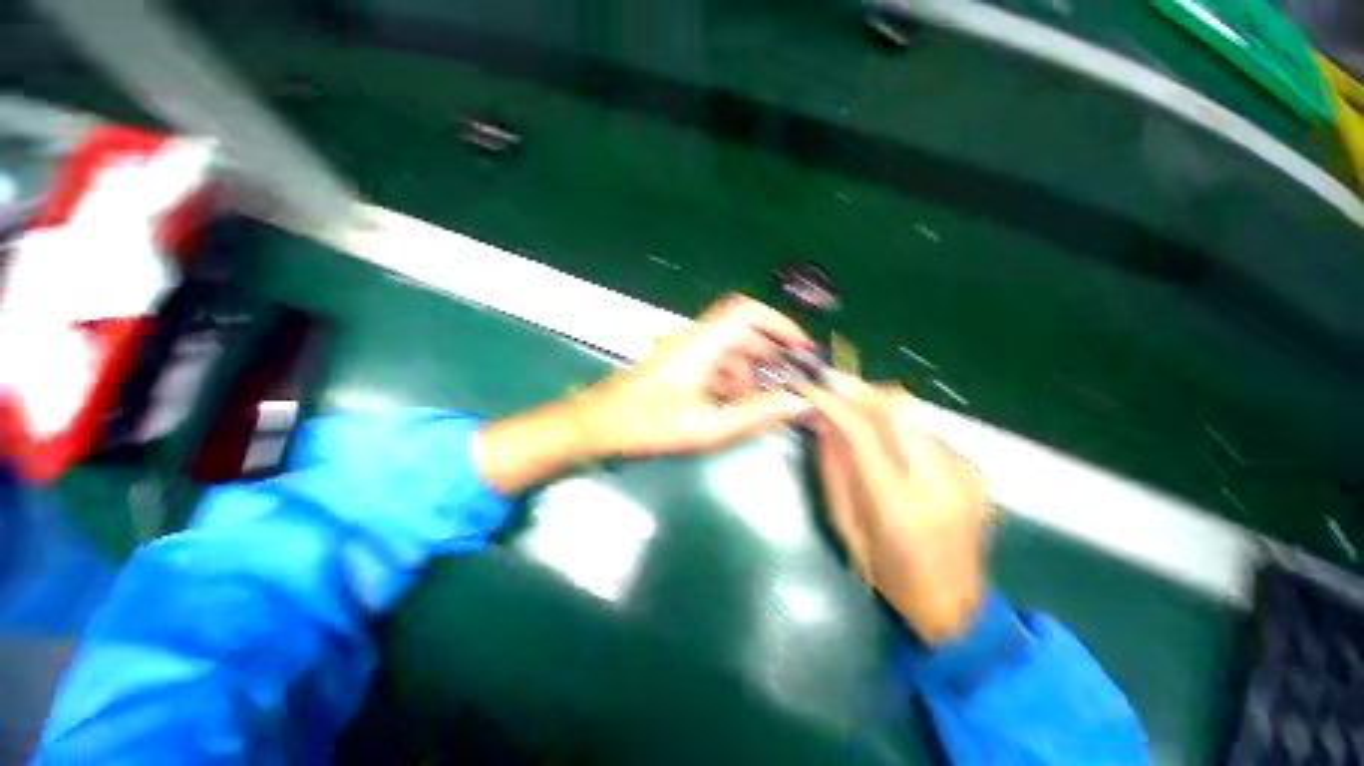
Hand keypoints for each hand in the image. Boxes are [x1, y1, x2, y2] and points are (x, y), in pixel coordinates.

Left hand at [574, 294, 812, 457]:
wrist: (597, 425)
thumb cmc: (647, 424)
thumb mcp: (706, 426)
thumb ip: (754, 415)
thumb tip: (797, 404)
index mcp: (701, 344)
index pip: (746, 312)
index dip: (779, 324)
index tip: (801, 348)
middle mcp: (694, 341)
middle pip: (742, 334)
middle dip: (770, 356)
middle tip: (792, 382)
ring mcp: (685, 354)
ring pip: (729, 353)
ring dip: (751, 373)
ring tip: (767, 403)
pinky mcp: (678, 367)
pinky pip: (714, 366)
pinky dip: (732, 382)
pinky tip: (739, 406)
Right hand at [797, 377, 992, 645]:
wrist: (956, 605)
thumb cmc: (889, 573)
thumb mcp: (846, 525)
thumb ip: (833, 468)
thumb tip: (822, 422)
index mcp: (899, 503)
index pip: (862, 431)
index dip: (833, 402)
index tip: (810, 386)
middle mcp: (939, 480)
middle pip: (897, 407)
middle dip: (860, 390)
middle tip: (833, 387)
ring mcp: (964, 473)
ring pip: (914, 413)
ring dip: (878, 403)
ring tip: (853, 408)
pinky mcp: (974, 471)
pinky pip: (927, 430)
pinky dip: (898, 423)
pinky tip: (884, 437)